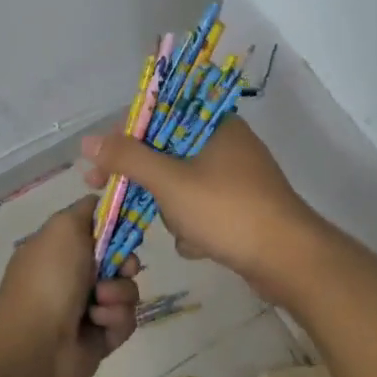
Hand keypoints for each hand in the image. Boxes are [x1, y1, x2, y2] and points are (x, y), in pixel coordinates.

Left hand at [0, 195, 140, 376]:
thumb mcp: (64, 227)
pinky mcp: (101, 337)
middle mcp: (75, 276)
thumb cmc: (49, 277)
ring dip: (118, 293)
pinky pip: (126, 320)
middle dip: (126, 262)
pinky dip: (115, 319)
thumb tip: (102, 202)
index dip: (118, 228)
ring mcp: (88, 307)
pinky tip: (97, 323)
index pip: (101, 230)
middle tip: (121, 268)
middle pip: (120, 260)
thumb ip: (87, 210)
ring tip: (98, 302)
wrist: (35, 341)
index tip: (128, 228)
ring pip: (127, 291)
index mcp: (62, 248)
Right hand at [80, 117, 324, 298]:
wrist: (288, 259)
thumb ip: (128, 158)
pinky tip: (200, 245)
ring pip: (183, 187)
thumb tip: (88, 140)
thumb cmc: (227, 210)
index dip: (125, 140)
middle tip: (116, 200)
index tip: (100, 164)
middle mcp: (227, 144)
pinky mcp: (243, 207)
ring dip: (175, 212)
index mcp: (214, 124)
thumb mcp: (169, 181)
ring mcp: (238, 177)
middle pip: (167, 155)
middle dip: (150, 186)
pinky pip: (203, 209)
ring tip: (185, 231)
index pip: (158, 117)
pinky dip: (196, 227)